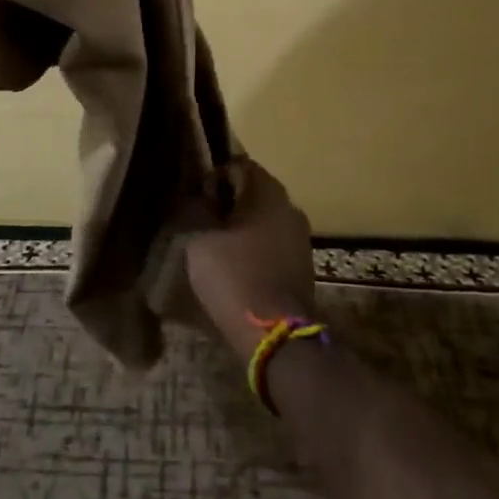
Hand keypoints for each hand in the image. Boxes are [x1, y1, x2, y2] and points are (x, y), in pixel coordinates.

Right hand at [181, 159, 316, 358]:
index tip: (197, 202)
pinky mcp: (303, 262)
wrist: (277, 334)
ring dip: (242, 227)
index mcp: (267, 191)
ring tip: (218, 248)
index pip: (238, 165)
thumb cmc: (235, 277)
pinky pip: (273, 241)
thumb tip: (198, 198)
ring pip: (264, 218)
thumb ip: (196, 209)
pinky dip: (256, 247)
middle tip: (203, 225)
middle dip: (227, 203)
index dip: (213, 179)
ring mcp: (300, 235)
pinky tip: (238, 267)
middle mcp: (289, 205)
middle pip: (253, 191)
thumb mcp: (200, 240)